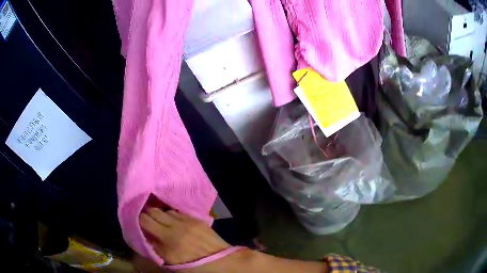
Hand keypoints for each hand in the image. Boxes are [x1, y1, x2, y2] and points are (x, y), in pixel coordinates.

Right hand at [139, 208, 230, 265]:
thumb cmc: (194, 267)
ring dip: (157, 213)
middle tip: (141, 218)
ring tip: (155, 218)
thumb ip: (155, 249)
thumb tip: (144, 236)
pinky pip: (176, 211)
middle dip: (143, 213)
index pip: (143, 223)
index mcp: (166, 245)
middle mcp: (173, 230)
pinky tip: (170, 219)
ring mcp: (185, 222)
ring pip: (162, 210)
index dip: (135, 221)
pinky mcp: (195, 219)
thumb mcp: (171, 263)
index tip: (133, 222)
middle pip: (151, 212)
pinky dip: (169, 214)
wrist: (222, 262)